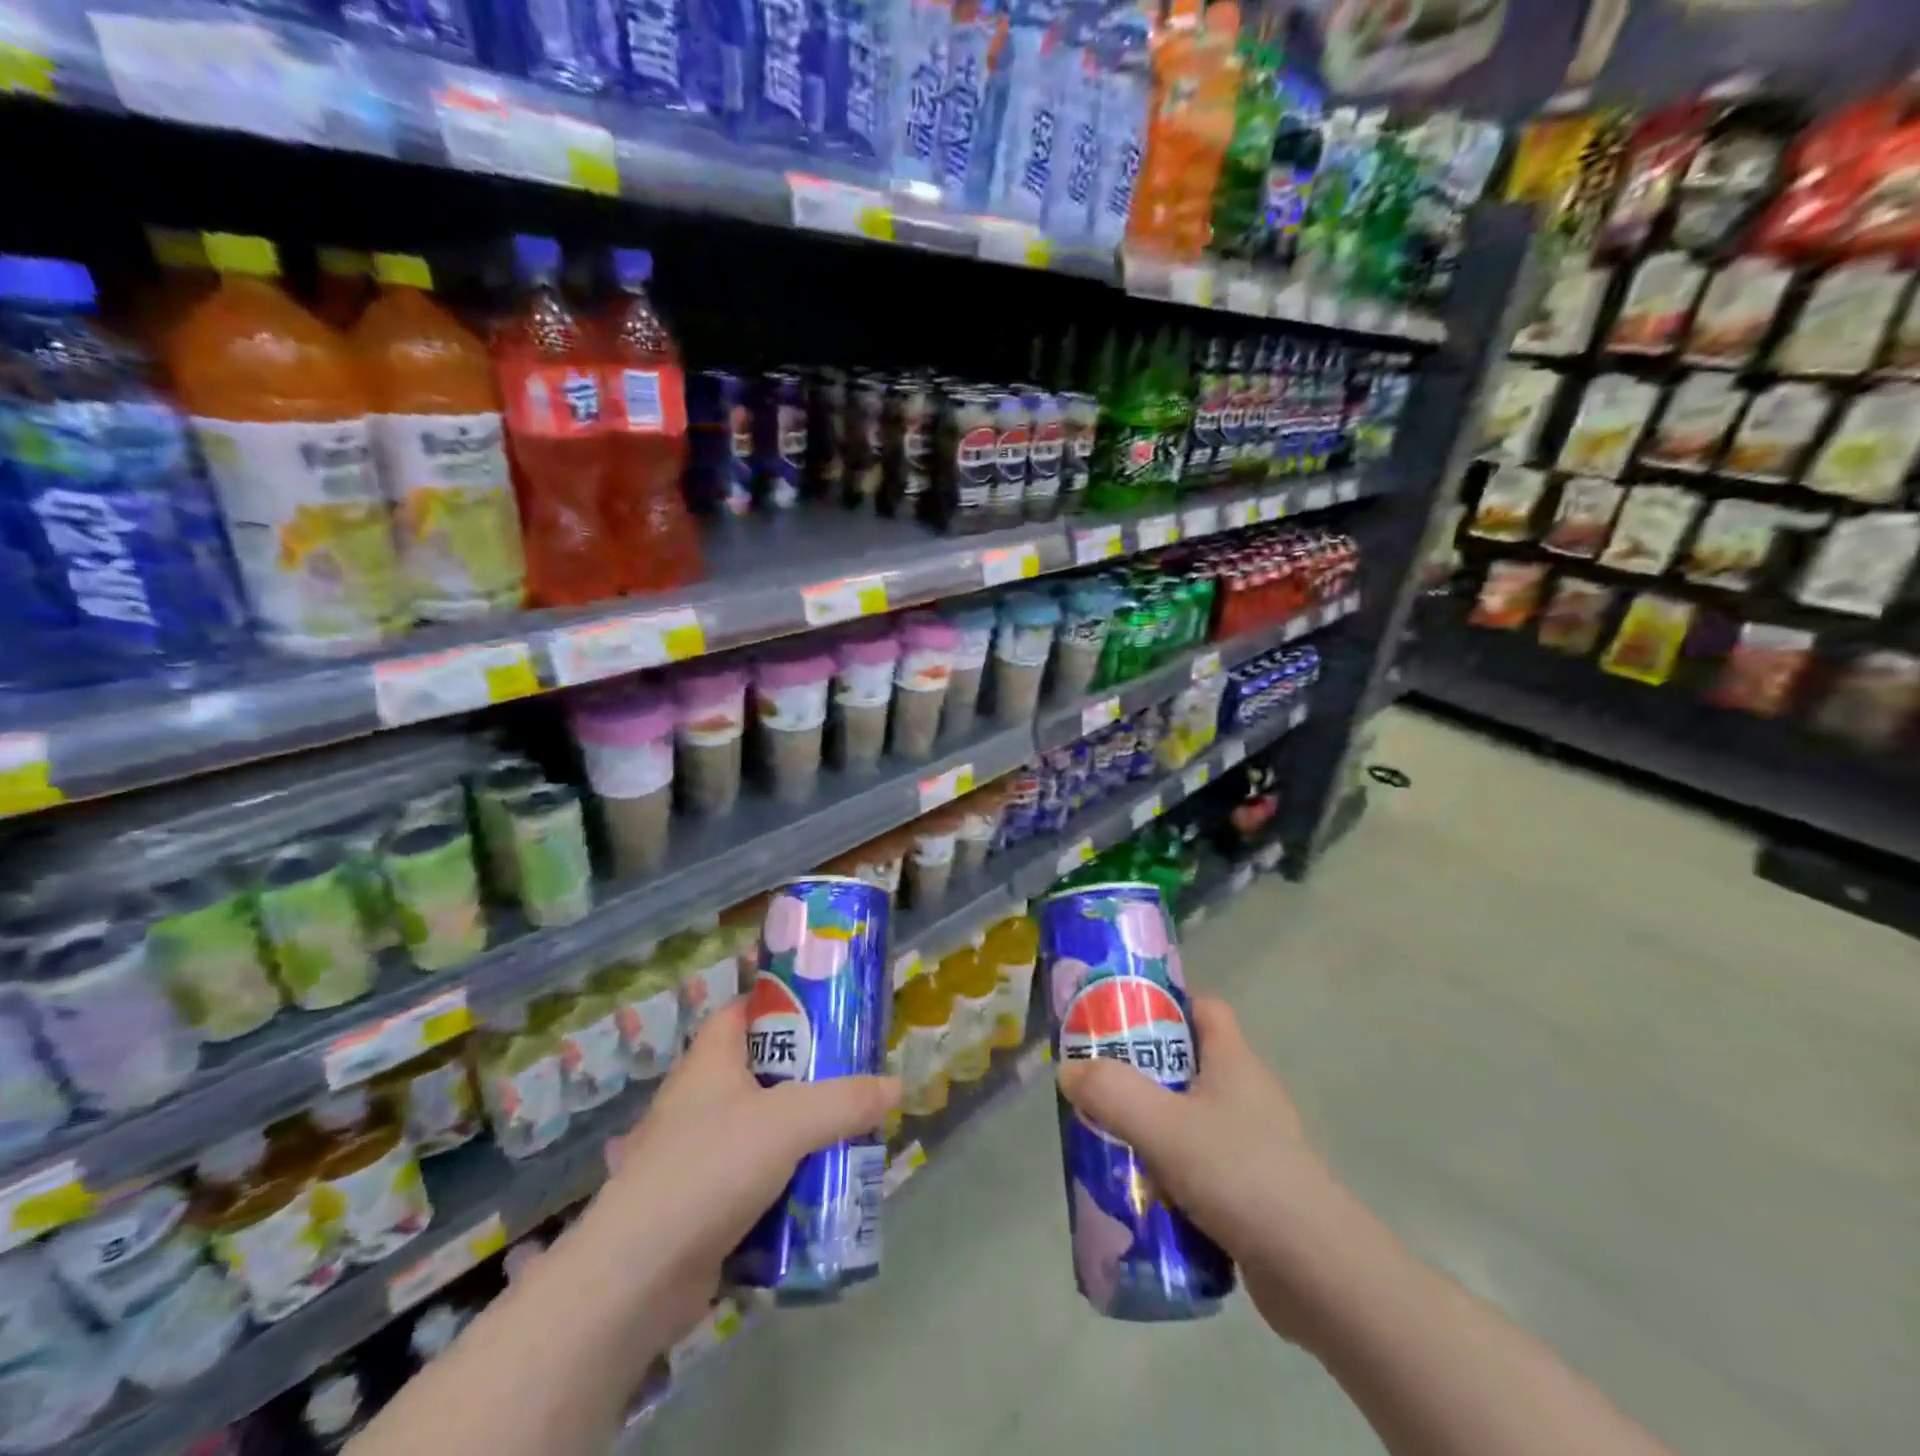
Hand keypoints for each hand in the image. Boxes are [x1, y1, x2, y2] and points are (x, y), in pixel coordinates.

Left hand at [575, 998, 899, 1350]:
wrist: (635, 1280)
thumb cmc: (709, 1169)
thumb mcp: (789, 1123)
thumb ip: (846, 1101)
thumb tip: (895, 1086)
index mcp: (710, 1061)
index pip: (745, 1010)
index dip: (784, 1003)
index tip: (831, 1011)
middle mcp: (700, 1099)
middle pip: (764, 1070)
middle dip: (810, 1076)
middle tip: (856, 1078)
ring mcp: (698, 1154)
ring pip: (763, 1127)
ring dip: (802, 1134)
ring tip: (850, 1134)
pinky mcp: (702, 1203)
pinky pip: (755, 1177)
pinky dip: (786, 1180)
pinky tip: (821, 1190)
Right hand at [1056, 996, 1344, 1345]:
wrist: (1318, 1273)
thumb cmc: (1240, 1174)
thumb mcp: (1164, 1126)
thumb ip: (1112, 1093)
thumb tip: (1069, 1070)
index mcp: (1234, 1061)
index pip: (1205, 1008)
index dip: (1166, 1002)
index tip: (1123, 1015)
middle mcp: (1247, 1094)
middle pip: (1190, 1063)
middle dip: (1145, 1071)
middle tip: (1101, 1083)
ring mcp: (1255, 1145)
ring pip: (1192, 1118)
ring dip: (1154, 1126)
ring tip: (1111, 1140)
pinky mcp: (1256, 1191)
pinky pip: (1203, 1165)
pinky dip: (1174, 1172)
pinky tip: (1145, 1193)